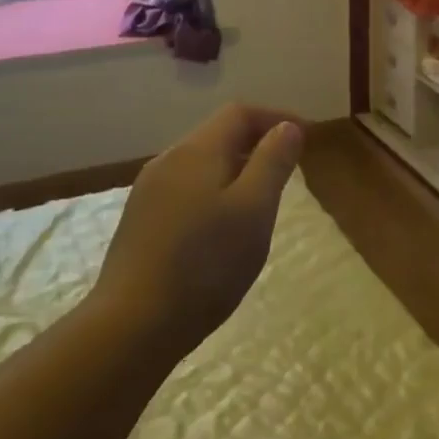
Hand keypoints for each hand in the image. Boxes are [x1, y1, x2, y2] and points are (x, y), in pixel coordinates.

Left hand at [90, 104, 303, 353]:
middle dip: (258, 143)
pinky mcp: (140, 221)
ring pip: (202, 164)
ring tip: (262, 199)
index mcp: (197, 151)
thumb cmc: (206, 263)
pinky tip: (224, 227)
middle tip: (289, 169)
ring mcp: (148, 192)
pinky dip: (215, 191)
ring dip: (237, 169)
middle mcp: (168, 161)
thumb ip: (273, 162)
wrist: (132, 326)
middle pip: (218, 134)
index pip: (240, 113)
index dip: (276, 117)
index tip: (306, 138)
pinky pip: (187, 189)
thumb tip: (287, 127)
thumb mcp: (255, 209)